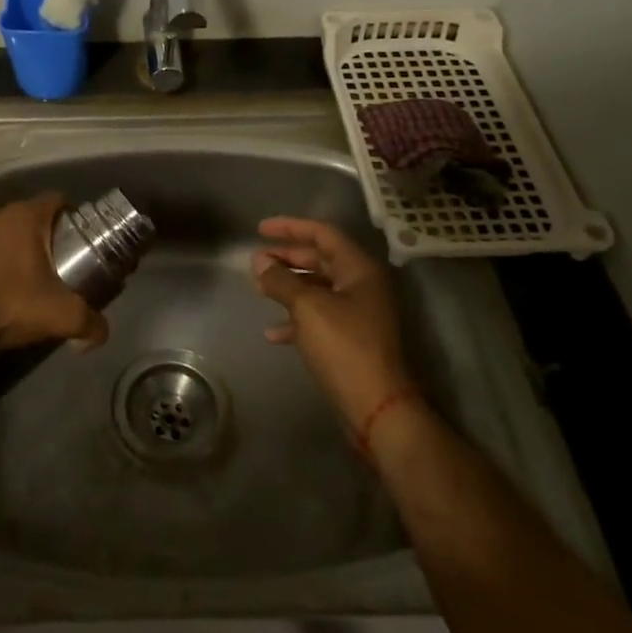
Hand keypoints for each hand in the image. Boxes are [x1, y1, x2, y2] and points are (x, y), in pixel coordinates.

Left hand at [0, 194, 108, 354]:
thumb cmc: (6, 303)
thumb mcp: (58, 316)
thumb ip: (87, 322)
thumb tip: (102, 334)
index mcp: (24, 217)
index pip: (55, 200)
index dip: (69, 215)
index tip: (77, 238)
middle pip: (25, 218)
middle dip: (38, 238)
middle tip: (51, 266)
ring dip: (6, 251)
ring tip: (16, 281)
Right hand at [251, 217, 416, 430]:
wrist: (375, 405)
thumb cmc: (344, 346)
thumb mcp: (307, 307)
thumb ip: (281, 280)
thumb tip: (259, 260)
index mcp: (358, 270)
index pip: (323, 234)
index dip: (290, 227)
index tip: (260, 229)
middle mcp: (360, 286)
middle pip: (319, 259)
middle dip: (286, 257)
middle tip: (256, 260)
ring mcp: (356, 313)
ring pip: (316, 288)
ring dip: (287, 286)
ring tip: (258, 288)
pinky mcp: (349, 338)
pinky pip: (317, 317)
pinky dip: (294, 318)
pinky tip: (272, 332)